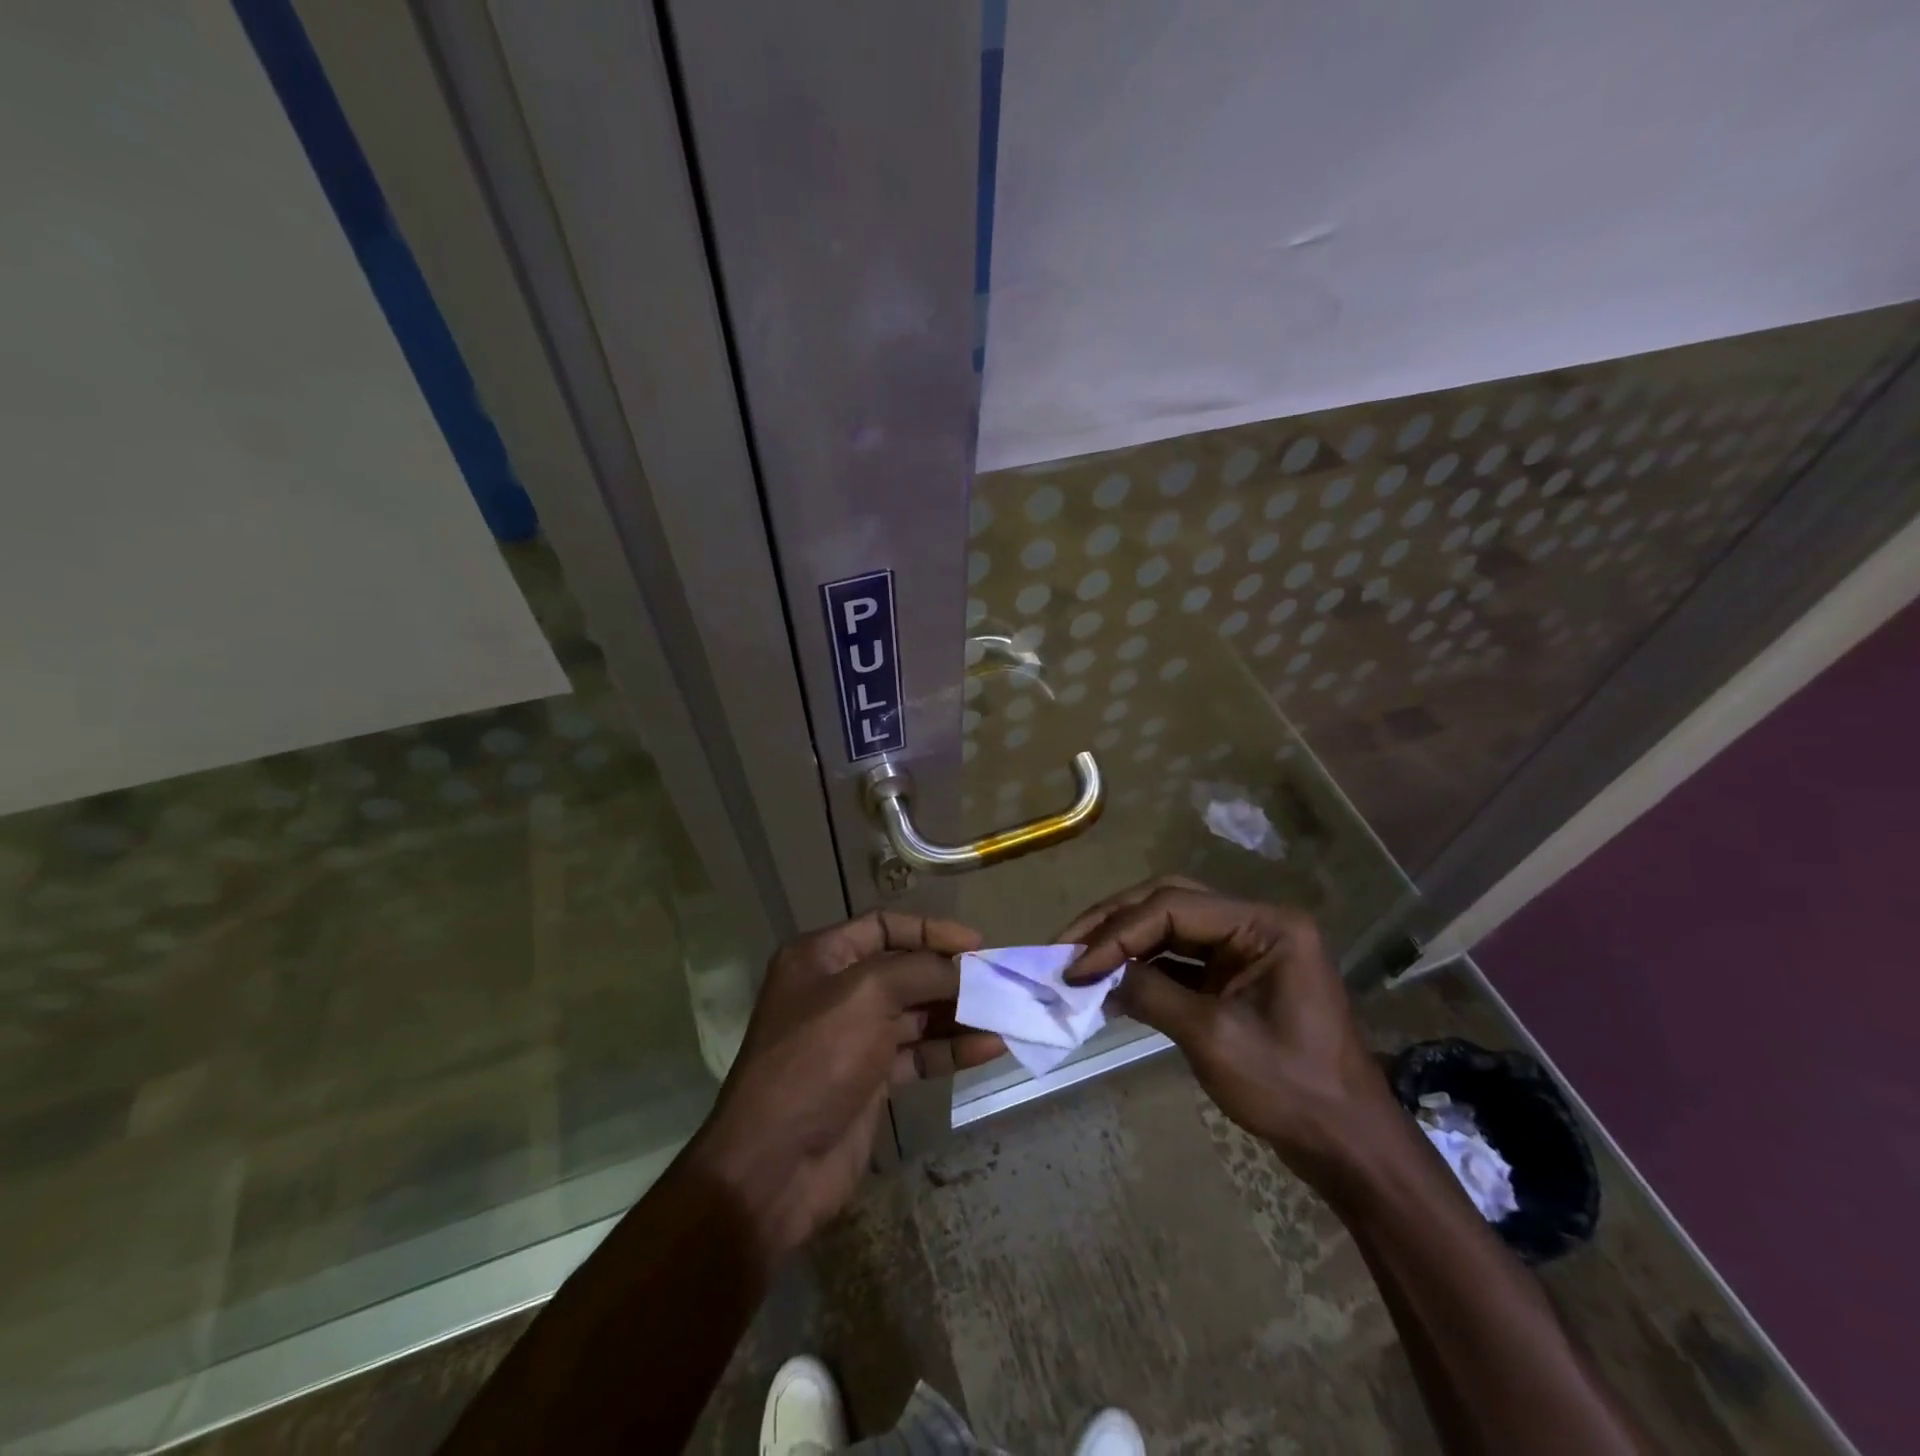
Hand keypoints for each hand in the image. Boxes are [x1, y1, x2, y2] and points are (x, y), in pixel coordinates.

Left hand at [688, 911, 1001, 1263]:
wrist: (774, 1165)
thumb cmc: (816, 1059)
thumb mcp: (868, 995)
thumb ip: (921, 971)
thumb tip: (965, 968)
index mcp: (822, 957)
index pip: (884, 926)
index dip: (931, 930)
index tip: (976, 943)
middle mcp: (837, 991)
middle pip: (905, 970)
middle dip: (952, 974)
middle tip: (1000, 981)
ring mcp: (855, 1037)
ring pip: (917, 1014)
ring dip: (959, 1013)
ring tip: (1006, 1014)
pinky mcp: (871, 1079)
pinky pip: (919, 1054)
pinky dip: (951, 1049)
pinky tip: (990, 1048)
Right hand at [1061, 877, 1404, 1189]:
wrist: (1348, 1148)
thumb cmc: (1291, 1089)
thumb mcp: (1213, 1038)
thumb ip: (1151, 994)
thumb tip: (1097, 974)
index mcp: (1265, 925)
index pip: (1173, 907)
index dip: (1118, 933)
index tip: (1075, 966)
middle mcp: (1255, 924)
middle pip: (1169, 903)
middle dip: (1114, 924)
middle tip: (1065, 946)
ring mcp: (1246, 950)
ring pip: (1170, 927)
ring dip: (1124, 943)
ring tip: (1078, 960)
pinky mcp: (1235, 977)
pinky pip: (1180, 959)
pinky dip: (1143, 968)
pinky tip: (1110, 983)